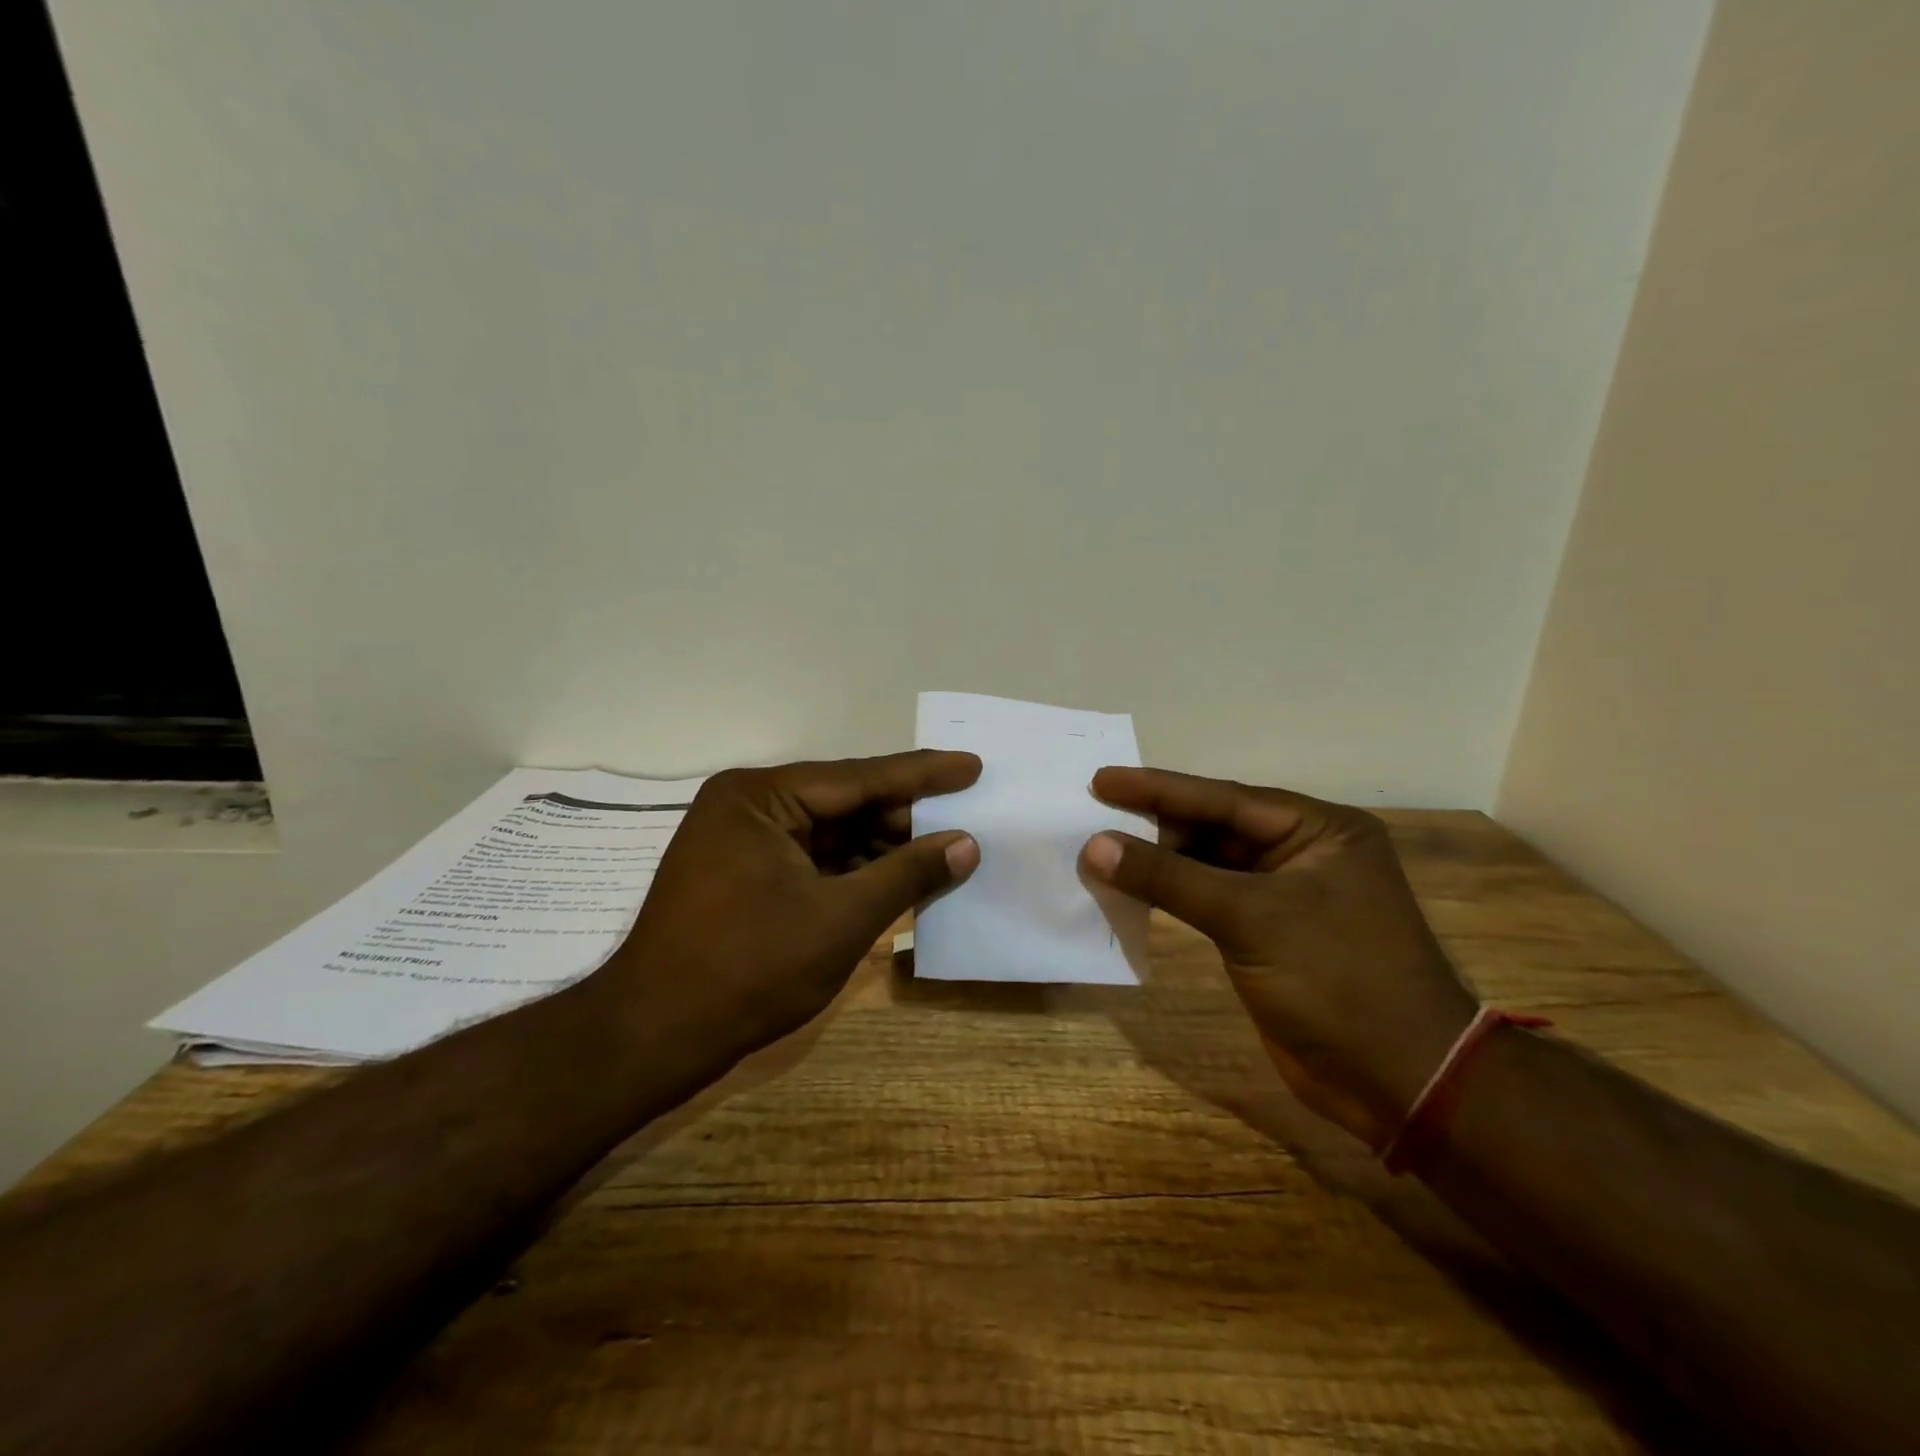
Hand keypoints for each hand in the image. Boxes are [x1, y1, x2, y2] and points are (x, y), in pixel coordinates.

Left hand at [602, 752, 981, 1064]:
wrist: (654, 1038)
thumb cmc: (748, 969)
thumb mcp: (841, 919)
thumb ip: (907, 873)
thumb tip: (966, 843)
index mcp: (760, 797)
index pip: (859, 777)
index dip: (922, 775)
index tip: (972, 765)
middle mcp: (749, 806)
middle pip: (845, 802)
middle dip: (904, 816)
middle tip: (965, 819)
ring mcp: (744, 842)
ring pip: (832, 833)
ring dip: (883, 846)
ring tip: (944, 849)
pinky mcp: (746, 876)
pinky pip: (814, 860)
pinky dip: (856, 871)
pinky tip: (899, 878)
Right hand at [1081, 767, 1477, 1148]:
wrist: (1401, 1083)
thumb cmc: (1338, 980)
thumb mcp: (1251, 918)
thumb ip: (1169, 878)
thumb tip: (1096, 846)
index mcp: (1320, 830)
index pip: (1224, 799)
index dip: (1158, 788)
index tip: (1102, 779)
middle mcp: (1304, 853)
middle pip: (1215, 827)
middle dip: (1155, 824)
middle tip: (1093, 815)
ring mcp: (1286, 896)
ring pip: (1209, 865)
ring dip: (1159, 861)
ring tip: (1101, 850)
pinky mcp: (1268, 935)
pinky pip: (1209, 901)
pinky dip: (1172, 896)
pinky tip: (1132, 890)